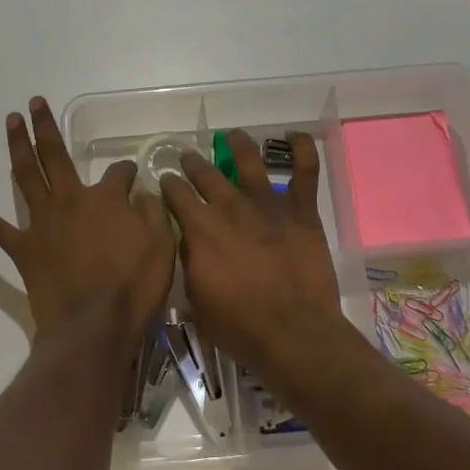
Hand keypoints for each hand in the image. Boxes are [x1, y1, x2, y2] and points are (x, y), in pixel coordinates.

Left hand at [0, 98, 175, 347]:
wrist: (94, 328)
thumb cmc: (134, 289)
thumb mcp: (163, 247)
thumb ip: (153, 214)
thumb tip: (143, 194)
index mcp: (107, 200)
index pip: (118, 173)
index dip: (127, 172)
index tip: (132, 178)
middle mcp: (71, 200)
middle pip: (56, 154)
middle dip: (45, 127)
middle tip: (34, 103)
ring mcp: (42, 223)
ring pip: (26, 175)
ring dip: (17, 145)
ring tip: (10, 121)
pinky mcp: (22, 248)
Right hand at [159, 130, 342, 373]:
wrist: (292, 334)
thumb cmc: (238, 326)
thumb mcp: (195, 299)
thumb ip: (189, 262)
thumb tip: (187, 240)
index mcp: (200, 229)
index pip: (175, 194)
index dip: (166, 185)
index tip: (164, 182)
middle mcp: (230, 207)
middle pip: (205, 173)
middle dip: (192, 163)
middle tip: (188, 158)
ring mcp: (268, 205)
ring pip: (249, 161)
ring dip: (237, 144)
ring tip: (231, 136)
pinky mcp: (301, 212)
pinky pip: (305, 171)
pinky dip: (302, 149)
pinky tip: (295, 135)